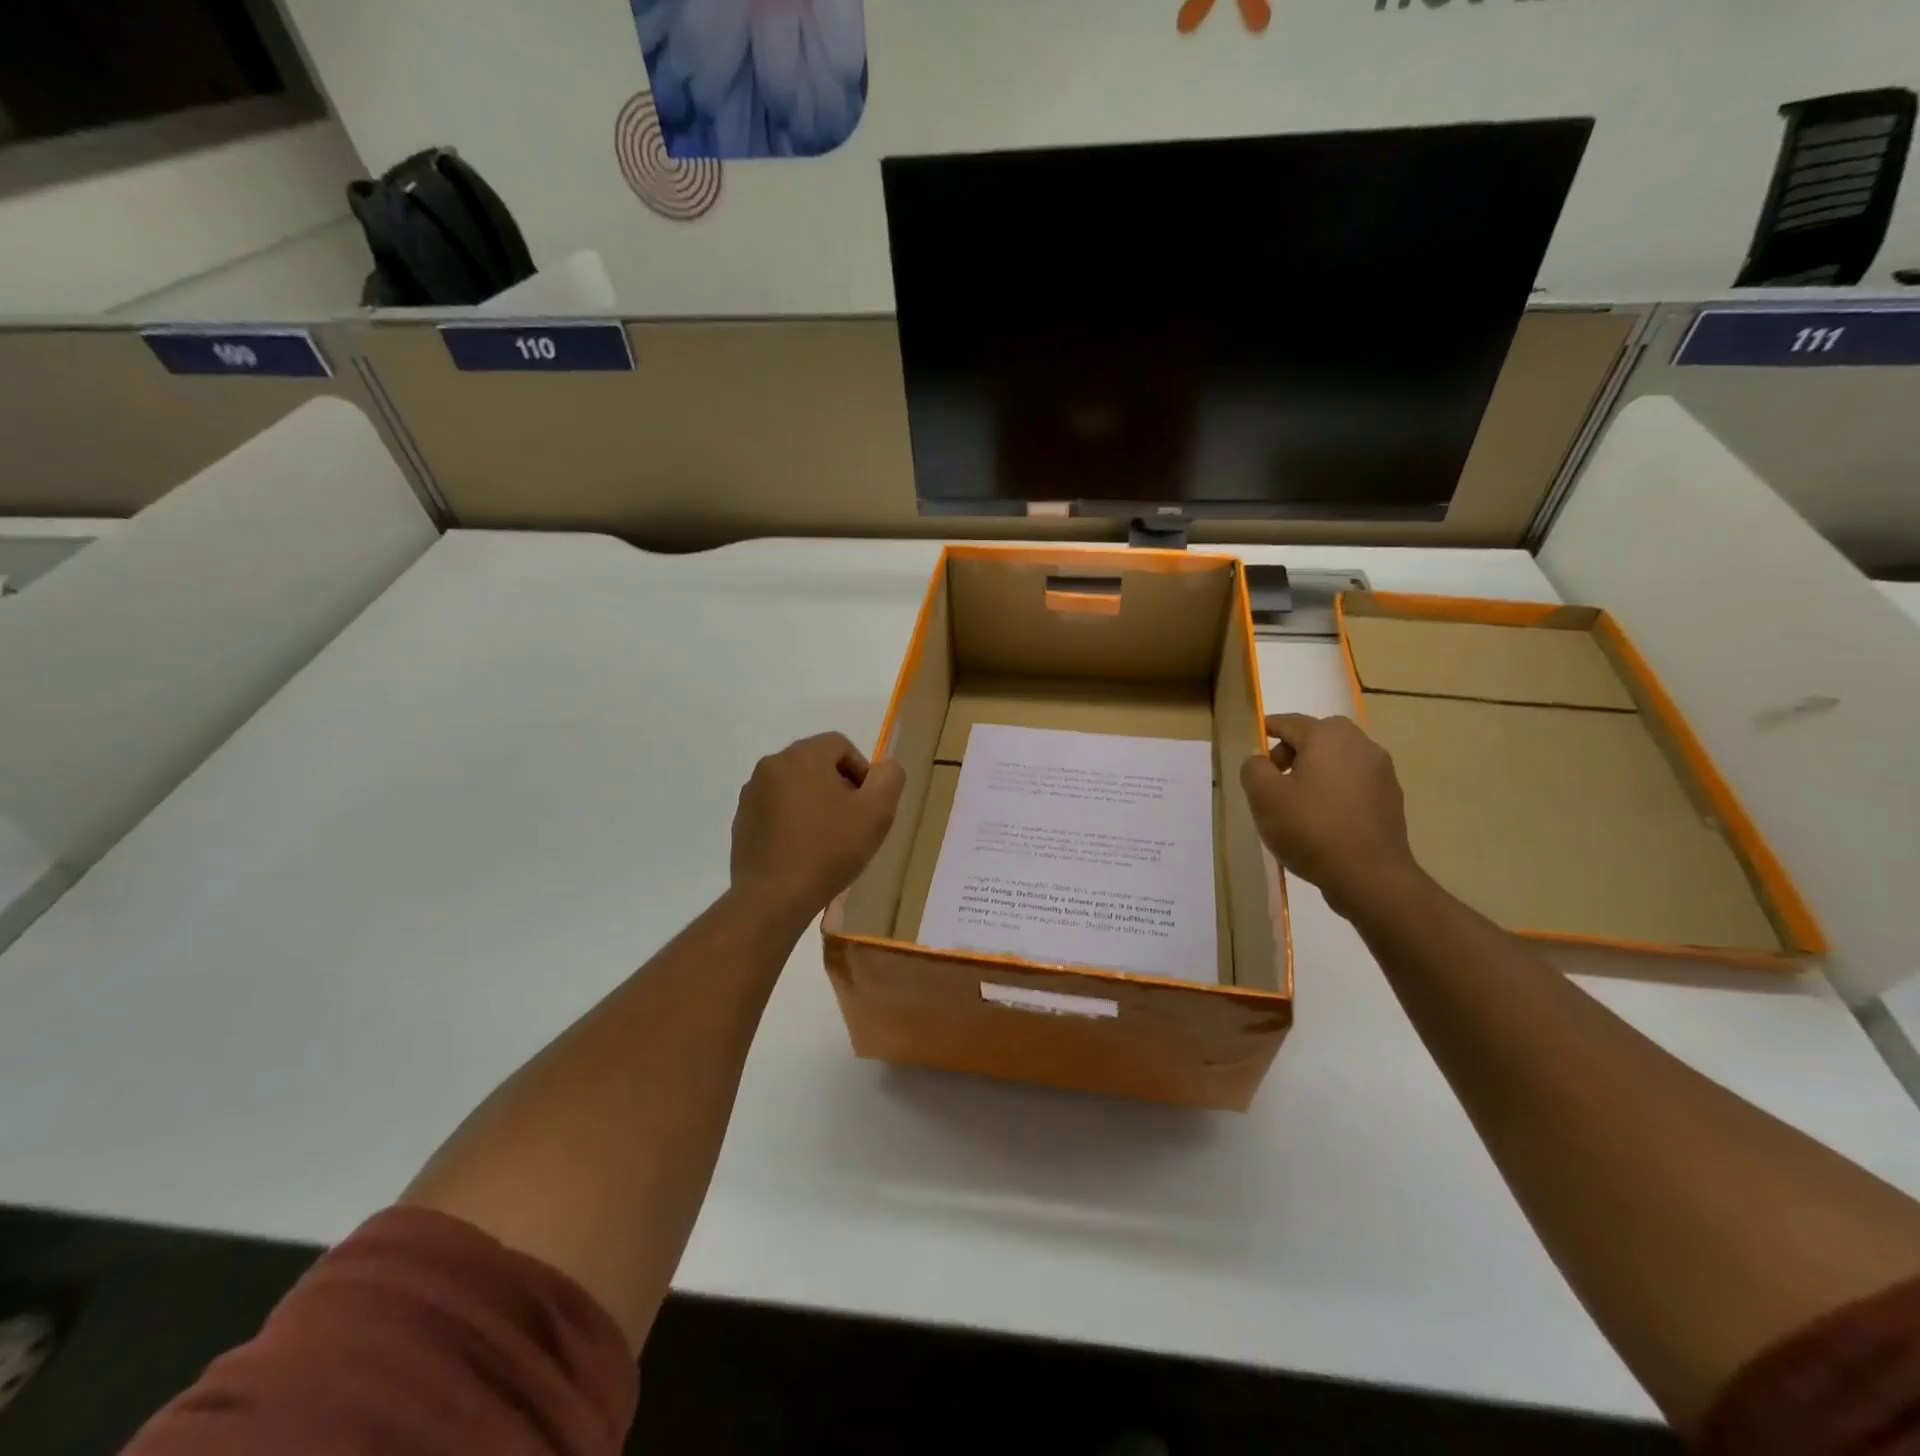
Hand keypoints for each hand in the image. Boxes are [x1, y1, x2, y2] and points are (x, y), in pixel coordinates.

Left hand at [730, 733, 904, 924]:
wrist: (774, 897)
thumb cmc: (829, 849)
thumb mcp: (877, 812)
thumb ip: (889, 778)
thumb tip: (882, 769)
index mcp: (804, 755)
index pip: (840, 745)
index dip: (861, 772)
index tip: (867, 805)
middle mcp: (772, 765)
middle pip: (815, 763)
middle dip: (837, 786)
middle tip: (851, 822)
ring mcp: (751, 793)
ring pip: (794, 787)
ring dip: (813, 803)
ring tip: (826, 839)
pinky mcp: (741, 820)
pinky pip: (775, 809)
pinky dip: (791, 821)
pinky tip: (802, 850)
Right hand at [1239, 713, 1419, 915]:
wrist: (1370, 876)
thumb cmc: (1310, 828)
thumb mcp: (1263, 796)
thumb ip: (1253, 768)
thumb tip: (1260, 760)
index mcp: (1328, 736)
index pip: (1290, 722)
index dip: (1268, 728)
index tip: (1254, 741)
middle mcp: (1361, 745)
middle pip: (1319, 736)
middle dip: (1294, 749)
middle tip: (1274, 775)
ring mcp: (1382, 772)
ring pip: (1339, 759)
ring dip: (1317, 769)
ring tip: (1297, 799)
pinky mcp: (1391, 799)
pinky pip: (1355, 783)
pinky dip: (1336, 789)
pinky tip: (1323, 817)